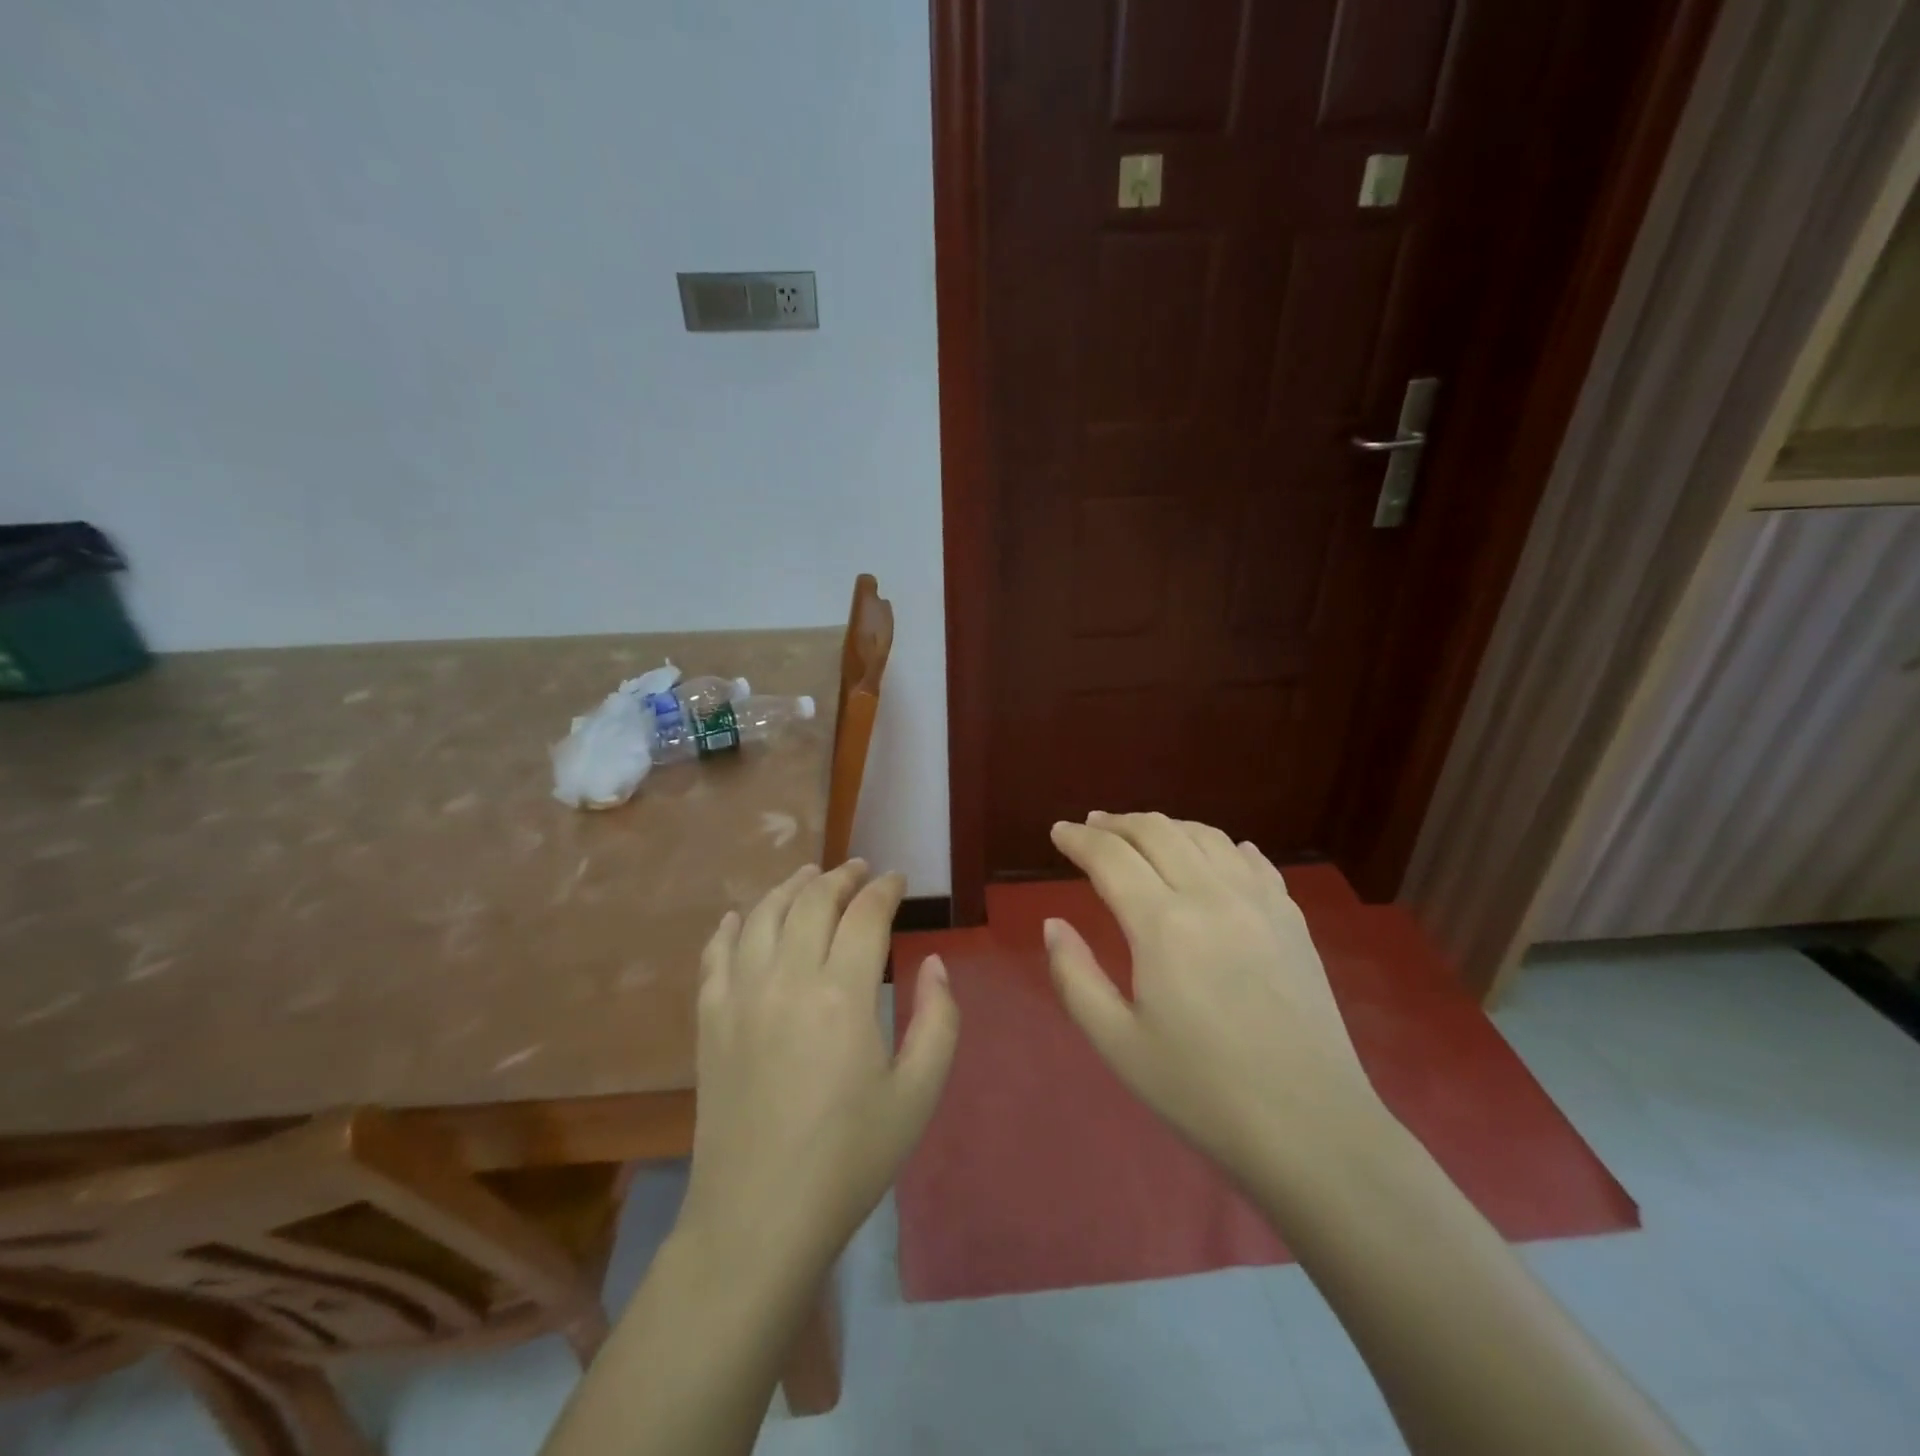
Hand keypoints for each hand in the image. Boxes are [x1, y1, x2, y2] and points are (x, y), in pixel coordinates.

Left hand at [680, 861, 959, 1268]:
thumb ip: (938, 1019)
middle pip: (812, 901)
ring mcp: (740, 996)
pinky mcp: (709, 1021)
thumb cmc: (850, 1158)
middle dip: (841, 877)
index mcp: (842, 994)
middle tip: (860, 870)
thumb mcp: (918, 1094)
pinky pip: (715, 954)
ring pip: (762, 915)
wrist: (759, 1218)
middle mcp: (786, 979)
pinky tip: (739, 917)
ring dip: (789, 887)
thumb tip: (934, 961)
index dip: (885, 889)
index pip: (865, 914)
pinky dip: (730, 926)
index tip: (898, 880)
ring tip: (809, 876)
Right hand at [1045, 812, 1382, 1181]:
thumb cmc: (1202, 1092)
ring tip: (1141, 834)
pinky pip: (1251, 858)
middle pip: (1156, 831)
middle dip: (1116, 823)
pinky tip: (1212, 853)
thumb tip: (1053, 924)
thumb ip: (1074, 977)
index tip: (1058, 832)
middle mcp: (1211, 895)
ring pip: (1204, 835)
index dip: (1078, 839)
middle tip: (1091, 826)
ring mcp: (1259, 902)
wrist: (1311, 1129)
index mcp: (1162, 925)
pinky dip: (1218, 844)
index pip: (1110, 857)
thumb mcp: (1118, 1044)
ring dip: (1164, 826)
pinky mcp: (1292, 918)